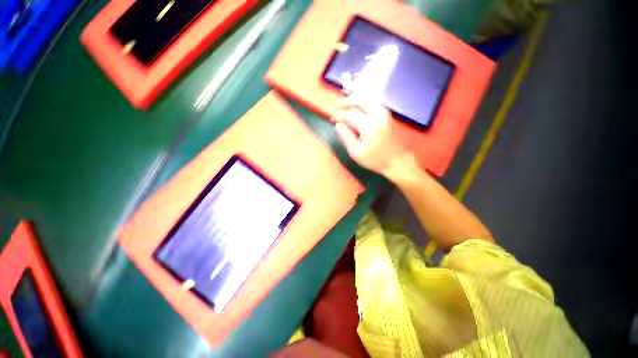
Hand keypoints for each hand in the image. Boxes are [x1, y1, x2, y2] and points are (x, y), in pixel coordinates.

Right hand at [332, 97, 412, 176]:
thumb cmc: (374, 159)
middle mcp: (377, 115)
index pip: (350, 115)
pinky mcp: (386, 115)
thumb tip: (337, 125)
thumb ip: (345, 137)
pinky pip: (372, 103)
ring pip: (367, 100)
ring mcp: (384, 113)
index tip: (331, 119)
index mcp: (369, 126)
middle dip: (346, 102)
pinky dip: (362, 103)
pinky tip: (355, 108)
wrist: (395, 161)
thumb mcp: (356, 152)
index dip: (339, 116)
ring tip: (343, 105)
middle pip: (360, 101)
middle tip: (335, 105)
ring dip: (354, 101)